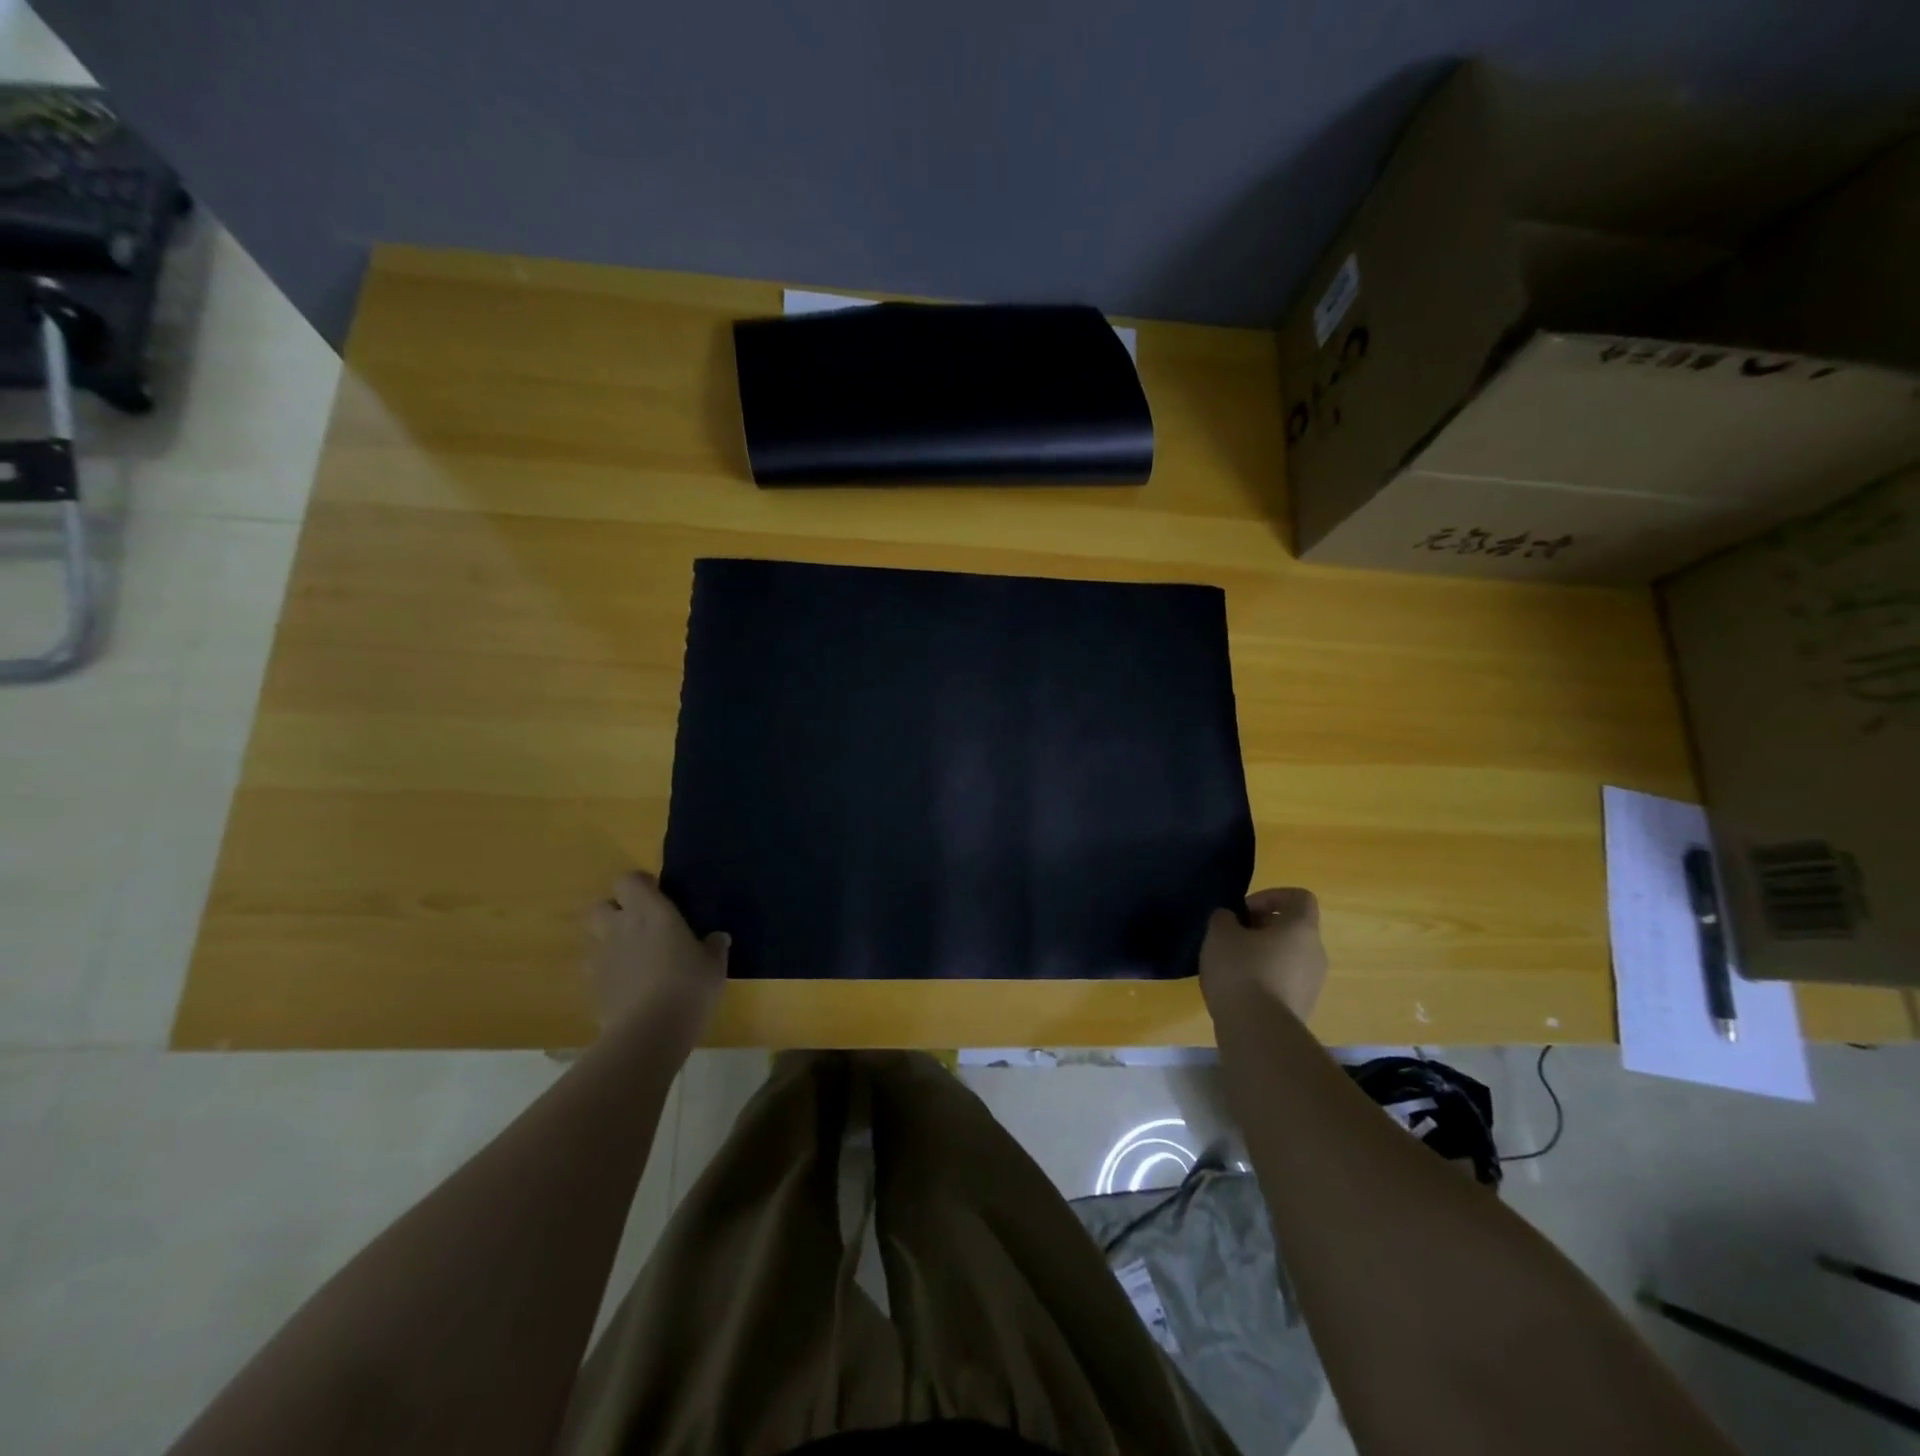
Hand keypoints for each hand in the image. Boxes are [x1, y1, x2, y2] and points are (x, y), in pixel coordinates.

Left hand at [587, 871, 728, 1035]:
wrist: (649, 1034)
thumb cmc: (688, 986)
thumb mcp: (714, 965)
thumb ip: (713, 947)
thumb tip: (717, 938)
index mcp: (650, 912)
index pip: (629, 880)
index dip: (640, 884)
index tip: (657, 894)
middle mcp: (619, 928)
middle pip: (600, 906)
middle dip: (615, 911)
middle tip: (639, 925)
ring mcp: (601, 958)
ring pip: (594, 939)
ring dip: (609, 943)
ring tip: (633, 958)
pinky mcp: (591, 988)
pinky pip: (595, 971)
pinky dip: (607, 974)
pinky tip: (627, 988)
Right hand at [1199, 887, 1327, 1024]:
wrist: (1259, 1032)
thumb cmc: (1241, 971)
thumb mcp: (1220, 934)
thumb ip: (1224, 918)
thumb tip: (1230, 919)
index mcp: (1301, 928)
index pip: (1299, 897)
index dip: (1271, 896)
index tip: (1244, 911)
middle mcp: (1316, 953)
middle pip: (1292, 929)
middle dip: (1261, 928)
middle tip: (1232, 938)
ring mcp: (1313, 984)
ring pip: (1288, 957)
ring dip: (1262, 955)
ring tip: (1231, 967)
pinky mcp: (1303, 1008)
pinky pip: (1285, 982)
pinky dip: (1264, 979)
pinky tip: (1239, 991)